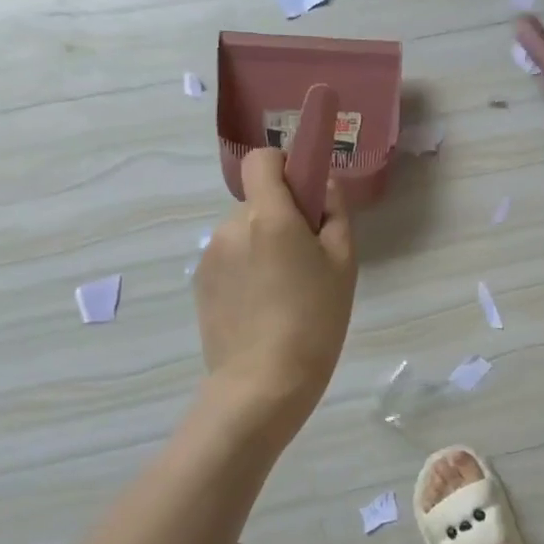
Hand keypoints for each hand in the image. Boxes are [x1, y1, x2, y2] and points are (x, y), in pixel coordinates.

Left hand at [194, 149, 356, 416]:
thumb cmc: (315, 319)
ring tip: (285, 290)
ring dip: (264, 245)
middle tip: (307, 260)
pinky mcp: (200, 283)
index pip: (262, 159)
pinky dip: (247, 269)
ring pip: (244, 232)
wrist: (264, 383)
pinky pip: (230, 258)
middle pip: (259, 201)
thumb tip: (323, 185)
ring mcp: (210, 256)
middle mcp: (231, 226)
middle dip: (282, 217)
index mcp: (268, 215)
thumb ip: (335, 213)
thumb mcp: (343, 263)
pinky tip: (263, 306)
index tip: (305, 194)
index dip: (284, 165)